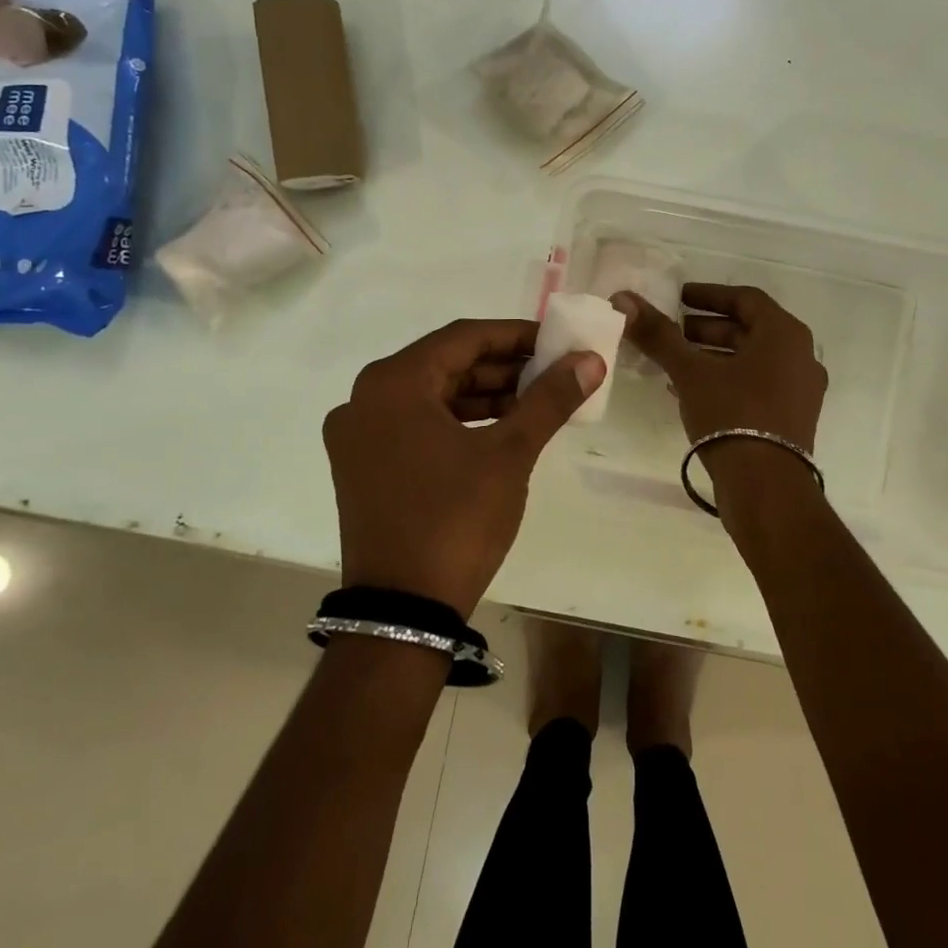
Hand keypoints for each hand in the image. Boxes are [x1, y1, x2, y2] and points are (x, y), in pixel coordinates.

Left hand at [323, 319, 604, 617]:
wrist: (403, 612)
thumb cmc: (456, 519)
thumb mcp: (510, 453)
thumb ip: (550, 399)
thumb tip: (589, 361)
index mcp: (393, 383)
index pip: (464, 338)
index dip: (516, 335)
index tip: (557, 342)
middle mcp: (365, 399)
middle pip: (445, 364)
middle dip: (502, 367)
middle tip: (552, 373)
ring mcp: (358, 436)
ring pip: (431, 396)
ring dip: (483, 395)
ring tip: (535, 401)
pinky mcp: (363, 467)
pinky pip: (417, 425)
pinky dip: (458, 421)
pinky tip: (499, 430)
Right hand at [613, 283, 828, 450]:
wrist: (766, 486)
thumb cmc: (732, 414)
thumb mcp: (690, 371)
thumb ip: (659, 334)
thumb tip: (625, 299)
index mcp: (785, 334)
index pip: (746, 298)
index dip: (709, 295)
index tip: (679, 298)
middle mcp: (801, 356)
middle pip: (750, 330)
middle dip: (708, 328)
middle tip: (674, 332)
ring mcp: (801, 390)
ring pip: (753, 360)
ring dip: (715, 356)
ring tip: (677, 363)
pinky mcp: (793, 418)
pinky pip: (758, 385)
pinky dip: (728, 380)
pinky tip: (694, 392)